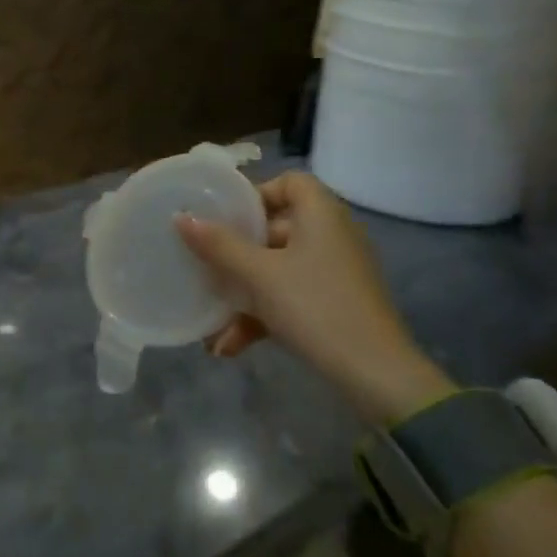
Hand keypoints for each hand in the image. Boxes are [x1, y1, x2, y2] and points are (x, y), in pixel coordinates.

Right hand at [174, 171, 453, 425]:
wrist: (375, 374)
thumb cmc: (314, 306)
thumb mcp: (259, 275)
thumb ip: (219, 245)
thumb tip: (181, 218)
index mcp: (321, 215)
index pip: (289, 182)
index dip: (255, 195)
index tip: (223, 218)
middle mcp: (332, 236)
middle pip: (276, 229)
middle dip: (236, 254)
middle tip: (206, 266)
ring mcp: (336, 273)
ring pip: (278, 270)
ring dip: (243, 294)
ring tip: (212, 324)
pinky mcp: (336, 305)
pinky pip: (291, 297)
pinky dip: (262, 315)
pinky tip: (230, 346)